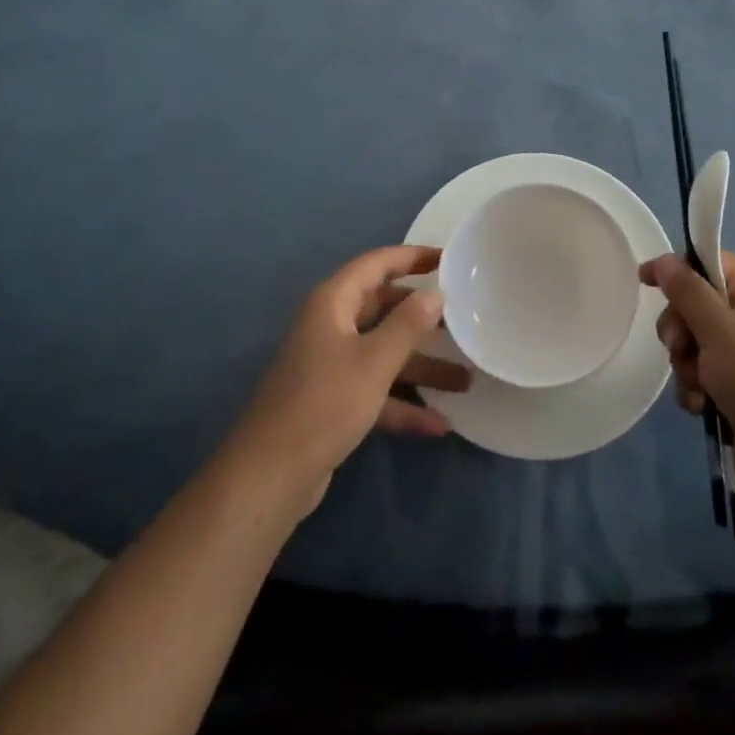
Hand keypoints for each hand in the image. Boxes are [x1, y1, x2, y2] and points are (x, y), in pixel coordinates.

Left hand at [226, 246, 470, 516]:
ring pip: (383, 354)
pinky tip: (439, 424)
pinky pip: (375, 390)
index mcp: (333, 302)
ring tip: (465, 379)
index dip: (412, 257)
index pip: (377, 264)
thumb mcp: (374, 361)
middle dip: (422, 317)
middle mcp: (330, 326)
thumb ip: (408, 324)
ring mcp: (330, 366)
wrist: (269, 477)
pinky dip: (403, 403)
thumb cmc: (324, 403)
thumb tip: (435, 294)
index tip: (448, 258)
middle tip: (462, 318)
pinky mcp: (332, 402)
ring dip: (421, 367)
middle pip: (383, 308)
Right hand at [641, 252, 734, 492]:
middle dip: (681, 329)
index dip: (677, 270)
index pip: (710, 262)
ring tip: (698, 387)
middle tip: (679, 348)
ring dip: (687, 364)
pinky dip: (697, 386)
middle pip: (697, 303)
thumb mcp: (718, 329)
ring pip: (696, 341)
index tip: (644, 282)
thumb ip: (687, 291)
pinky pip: (704, 371)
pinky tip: (702, 406)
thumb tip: (665, 259)